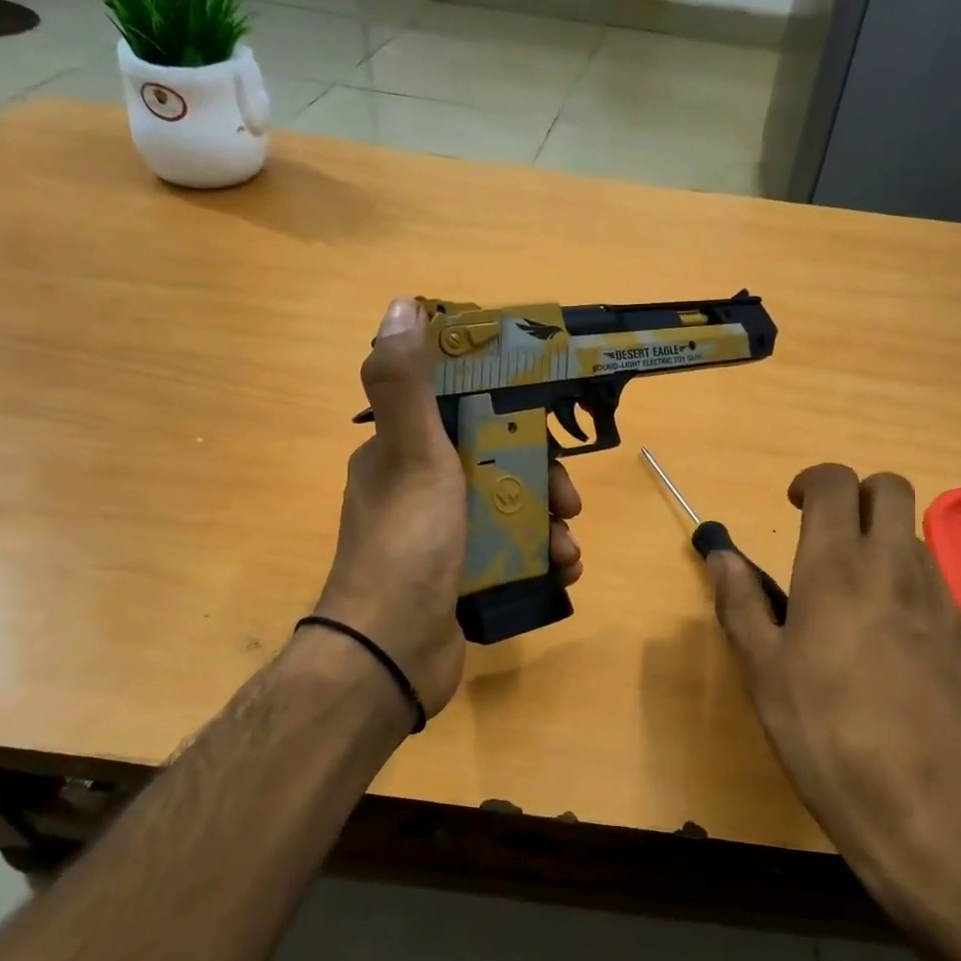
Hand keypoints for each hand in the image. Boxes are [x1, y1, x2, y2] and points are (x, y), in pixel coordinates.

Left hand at [313, 298, 582, 719]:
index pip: (462, 412)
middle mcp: (419, 491)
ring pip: (510, 513)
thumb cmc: (407, 545)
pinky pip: (510, 556)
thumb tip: (403, 305)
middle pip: (497, 465)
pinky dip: (540, 560)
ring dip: (548, 526)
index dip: (508, 411)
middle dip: (541, 479)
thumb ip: (407, 383)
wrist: (391, 655)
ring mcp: (442, 539)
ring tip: (569, 549)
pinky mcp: (460, 579)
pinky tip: (563, 573)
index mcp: (402, 454)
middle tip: (568, 500)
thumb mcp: (412, 455)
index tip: (546, 421)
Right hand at [708, 464, 960, 890]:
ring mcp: (940, 600)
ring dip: (884, 543)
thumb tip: (721, 557)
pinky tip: (891, 643)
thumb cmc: (823, 730)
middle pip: (892, 489)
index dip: (813, 481)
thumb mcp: (761, 668)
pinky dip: (908, 589)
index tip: (794, 506)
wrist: (922, 804)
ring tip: (855, 596)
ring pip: (915, 538)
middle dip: (859, 495)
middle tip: (829, 535)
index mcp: (837, 565)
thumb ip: (740, 602)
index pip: (836, 482)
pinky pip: (936, 587)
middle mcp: (895, 566)